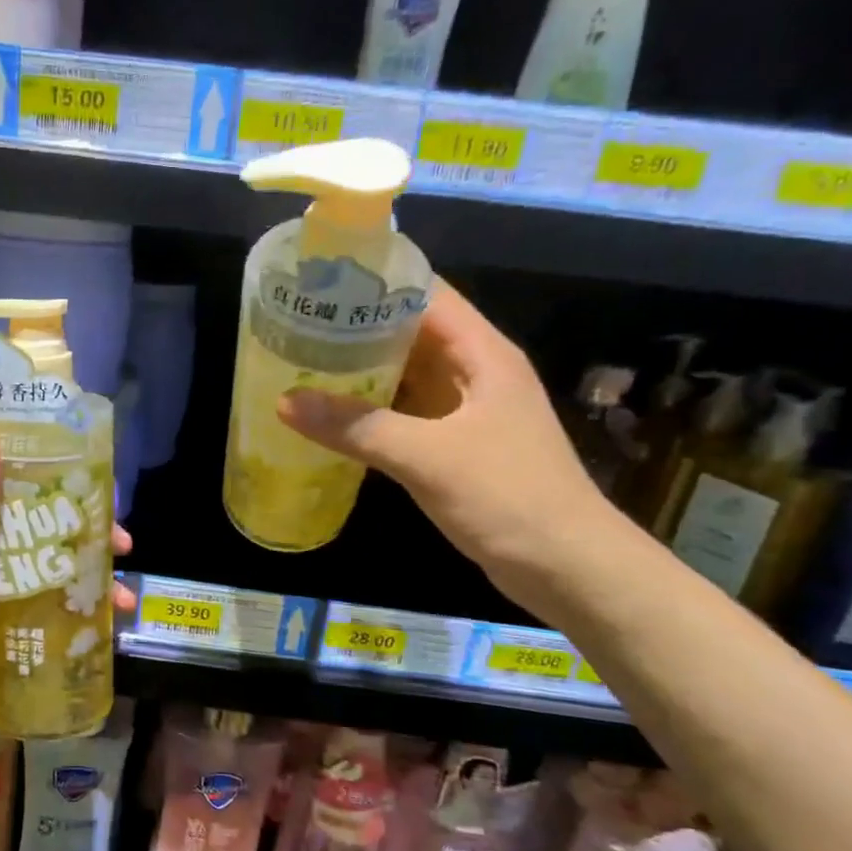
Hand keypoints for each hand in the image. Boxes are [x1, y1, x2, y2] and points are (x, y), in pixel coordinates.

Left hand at [0, 430, 136, 702]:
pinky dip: (81, 603)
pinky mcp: (12, 612)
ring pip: (55, 562)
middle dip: (89, 533)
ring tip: (122, 596)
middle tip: (124, 546)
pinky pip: (54, 596)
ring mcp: (1, 580)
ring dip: (92, 573)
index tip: (103, 491)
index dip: (63, 481)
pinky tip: (106, 619)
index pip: (21, 483)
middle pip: (47, 524)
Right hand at [277, 285, 620, 608]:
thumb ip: (358, 427)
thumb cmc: (508, 497)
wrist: (566, 567)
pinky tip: (332, 418)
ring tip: (301, 365)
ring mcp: (466, 412)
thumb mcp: (428, 457)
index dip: (377, 283)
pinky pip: (406, 416)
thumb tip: (285, 401)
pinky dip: (371, 413)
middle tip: (296, 328)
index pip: (427, 294)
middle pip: (411, 334)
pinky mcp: (457, 448)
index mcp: (482, 354)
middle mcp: (475, 373)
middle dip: (356, 329)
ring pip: (406, 377)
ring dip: (361, 373)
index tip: (320, 284)